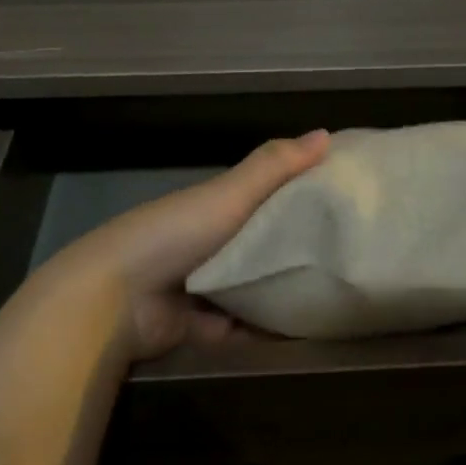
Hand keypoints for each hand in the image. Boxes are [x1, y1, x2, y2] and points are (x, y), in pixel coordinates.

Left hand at [47, 130, 329, 358]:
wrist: (117, 299)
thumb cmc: (177, 234)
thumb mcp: (229, 194)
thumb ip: (274, 166)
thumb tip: (327, 133)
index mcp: (215, 207)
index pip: (265, 196)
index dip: (301, 195)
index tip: (344, 200)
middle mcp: (209, 244)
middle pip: (262, 246)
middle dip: (297, 251)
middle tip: (348, 256)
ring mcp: (203, 288)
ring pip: (254, 289)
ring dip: (282, 292)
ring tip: (334, 295)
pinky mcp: (200, 327)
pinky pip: (240, 328)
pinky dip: (262, 329)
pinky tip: (303, 331)